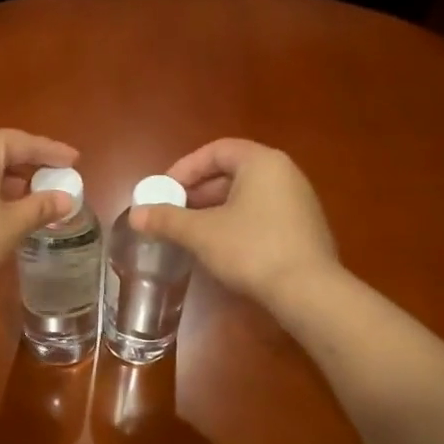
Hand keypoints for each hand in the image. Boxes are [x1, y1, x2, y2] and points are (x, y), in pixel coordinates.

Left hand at [0, 129, 79, 301]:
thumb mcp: (11, 224)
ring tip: (27, 196)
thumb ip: (41, 207)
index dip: (53, 152)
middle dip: (28, 165)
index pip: (25, 142)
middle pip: (0, 149)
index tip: (75, 160)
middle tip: (53, 177)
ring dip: (5, 178)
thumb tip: (66, 199)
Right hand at [131, 139, 338, 307]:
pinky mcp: (304, 230)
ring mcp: (299, 202)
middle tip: (173, 213)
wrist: (308, 292)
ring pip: (246, 196)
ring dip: (215, 210)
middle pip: (232, 172)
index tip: (164, 191)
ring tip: (190, 233)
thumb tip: (135, 215)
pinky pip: (262, 215)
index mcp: (262, 162)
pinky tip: (220, 249)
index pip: (216, 151)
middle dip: (198, 192)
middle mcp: (285, 174)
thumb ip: (167, 220)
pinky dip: (236, 224)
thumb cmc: (251, 249)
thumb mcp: (201, 233)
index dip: (185, 168)